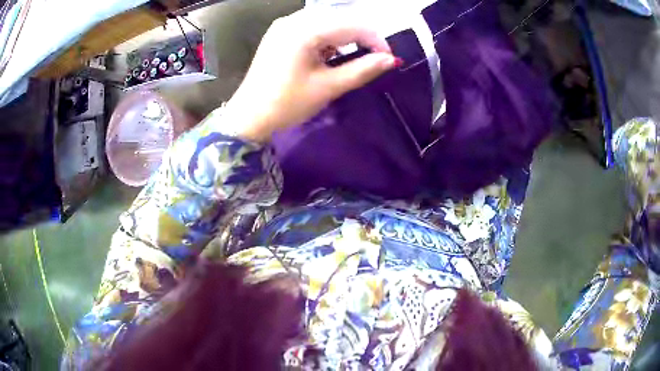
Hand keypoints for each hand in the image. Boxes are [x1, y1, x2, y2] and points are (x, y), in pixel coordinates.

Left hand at [223, 9, 399, 141]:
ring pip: (328, 20)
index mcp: (304, 31)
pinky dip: (328, 36)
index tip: (389, 58)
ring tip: (355, 56)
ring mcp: (285, 24)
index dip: (375, 40)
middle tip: (375, 57)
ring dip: (346, 35)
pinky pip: (313, 26)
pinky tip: (331, 52)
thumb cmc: (287, 103)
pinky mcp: (281, 31)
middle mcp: (294, 20)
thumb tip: (391, 60)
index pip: (352, 25)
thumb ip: (362, 70)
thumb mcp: (328, 87)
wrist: (249, 116)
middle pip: (340, 18)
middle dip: (362, 36)